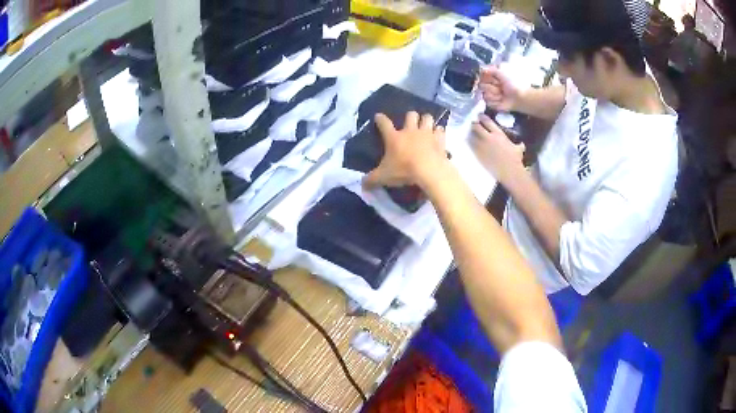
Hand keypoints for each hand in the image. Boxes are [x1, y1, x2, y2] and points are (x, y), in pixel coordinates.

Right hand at [363, 111, 448, 189]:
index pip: (384, 123)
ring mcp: (427, 134)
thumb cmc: (404, 171)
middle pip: (410, 115)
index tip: (378, 116)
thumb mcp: (383, 177)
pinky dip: (439, 132)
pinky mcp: (440, 140)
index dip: (380, 119)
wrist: (430, 171)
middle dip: (410, 117)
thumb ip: (372, 179)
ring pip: (427, 118)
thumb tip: (362, 184)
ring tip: (426, 126)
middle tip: (410, 123)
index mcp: (394, 137)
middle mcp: (410, 131)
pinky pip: (441, 130)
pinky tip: (438, 136)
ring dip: (426, 120)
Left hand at [471, 114, 525, 185]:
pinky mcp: (478, 155)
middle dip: (474, 124)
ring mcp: (482, 146)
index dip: (482, 117)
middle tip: (473, 123)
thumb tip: (521, 144)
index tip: (479, 115)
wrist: (509, 172)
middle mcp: (488, 138)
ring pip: (472, 135)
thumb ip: (518, 144)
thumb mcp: (518, 149)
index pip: (487, 121)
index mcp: (498, 134)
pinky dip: (470, 142)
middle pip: (476, 126)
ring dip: (471, 132)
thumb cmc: (515, 160)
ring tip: (471, 132)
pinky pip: (471, 145)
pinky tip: (470, 141)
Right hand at [480, 67, 519, 111]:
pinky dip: (496, 101)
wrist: (520, 97)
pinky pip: (487, 101)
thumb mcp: (502, 71)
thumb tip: (480, 68)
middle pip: (480, 84)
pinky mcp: (492, 102)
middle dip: (491, 85)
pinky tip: (502, 100)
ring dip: (494, 93)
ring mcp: (490, 93)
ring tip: (502, 94)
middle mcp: (490, 83)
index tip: (491, 77)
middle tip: (500, 85)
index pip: (480, 73)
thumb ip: (490, 69)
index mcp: (492, 74)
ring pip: (484, 93)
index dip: (484, 76)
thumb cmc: (514, 82)